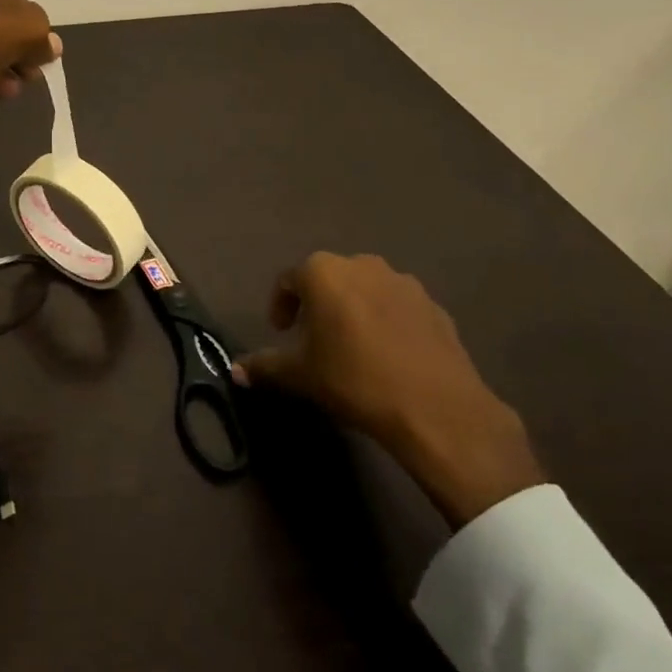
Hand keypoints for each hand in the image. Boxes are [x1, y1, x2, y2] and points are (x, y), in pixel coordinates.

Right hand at [236, 253, 545, 526]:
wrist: (436, 407)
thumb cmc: (354, 379)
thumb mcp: (300, 375)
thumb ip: (265, 366)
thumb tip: (235, 371)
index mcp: (324, 272)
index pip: (288, 280)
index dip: (280, 306)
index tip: (282, 333)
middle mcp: (362, 264)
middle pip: (329, 278)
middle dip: (317, 304)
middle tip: (313, 339)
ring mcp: (403, 282)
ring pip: (365, 289)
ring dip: (353, 309)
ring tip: (352, 346)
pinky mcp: (434, 305)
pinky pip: (397, 306)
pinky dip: (385, 321)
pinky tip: (388, 355)